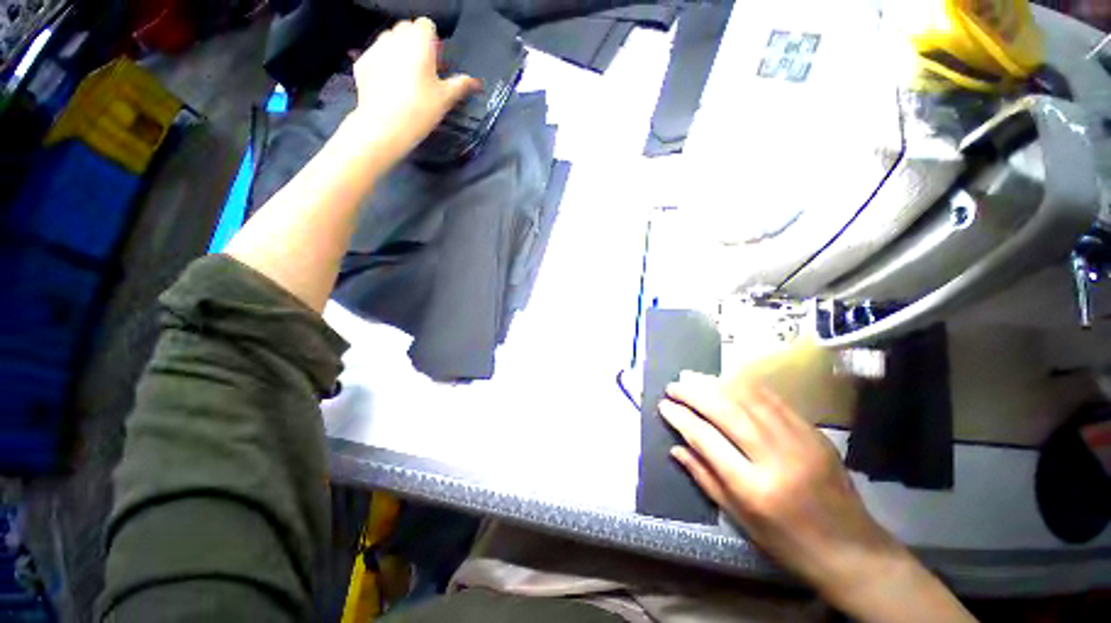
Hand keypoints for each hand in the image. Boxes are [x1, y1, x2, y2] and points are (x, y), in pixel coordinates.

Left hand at [345, 17, 480, 166]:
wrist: (385, 126)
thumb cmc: (420, 110)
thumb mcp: (445, 99)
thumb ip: (460, 85)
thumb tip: (474, 81)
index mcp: (419, 43)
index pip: (427, 25)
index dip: (433, 42)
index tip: (436, 61)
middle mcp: (395, 38)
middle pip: (407, 28)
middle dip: (415, 43)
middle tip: (423, 70)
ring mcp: (375, 49)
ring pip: (389, 40)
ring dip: (398, 51)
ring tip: (405, 78)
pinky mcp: (362, 62)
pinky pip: (376, 55)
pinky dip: (383, 63)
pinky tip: (389, 85)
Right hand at [659, 373, 918, 605]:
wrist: (852, 550)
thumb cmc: (788, 543)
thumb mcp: (740, 519)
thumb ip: (705, 479)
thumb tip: (675, 448)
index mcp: (753, 487)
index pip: (706, 439)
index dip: (681, 418)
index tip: (664, 406)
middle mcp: (775, 458)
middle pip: (726, 411)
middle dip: (694, 394)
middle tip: (673, 386)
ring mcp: (799, 441)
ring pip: (749, 399)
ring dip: (717, 384)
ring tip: (694, 378)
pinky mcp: (814, 433)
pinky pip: (774, 401)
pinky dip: (746, 387)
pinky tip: (729, 380)